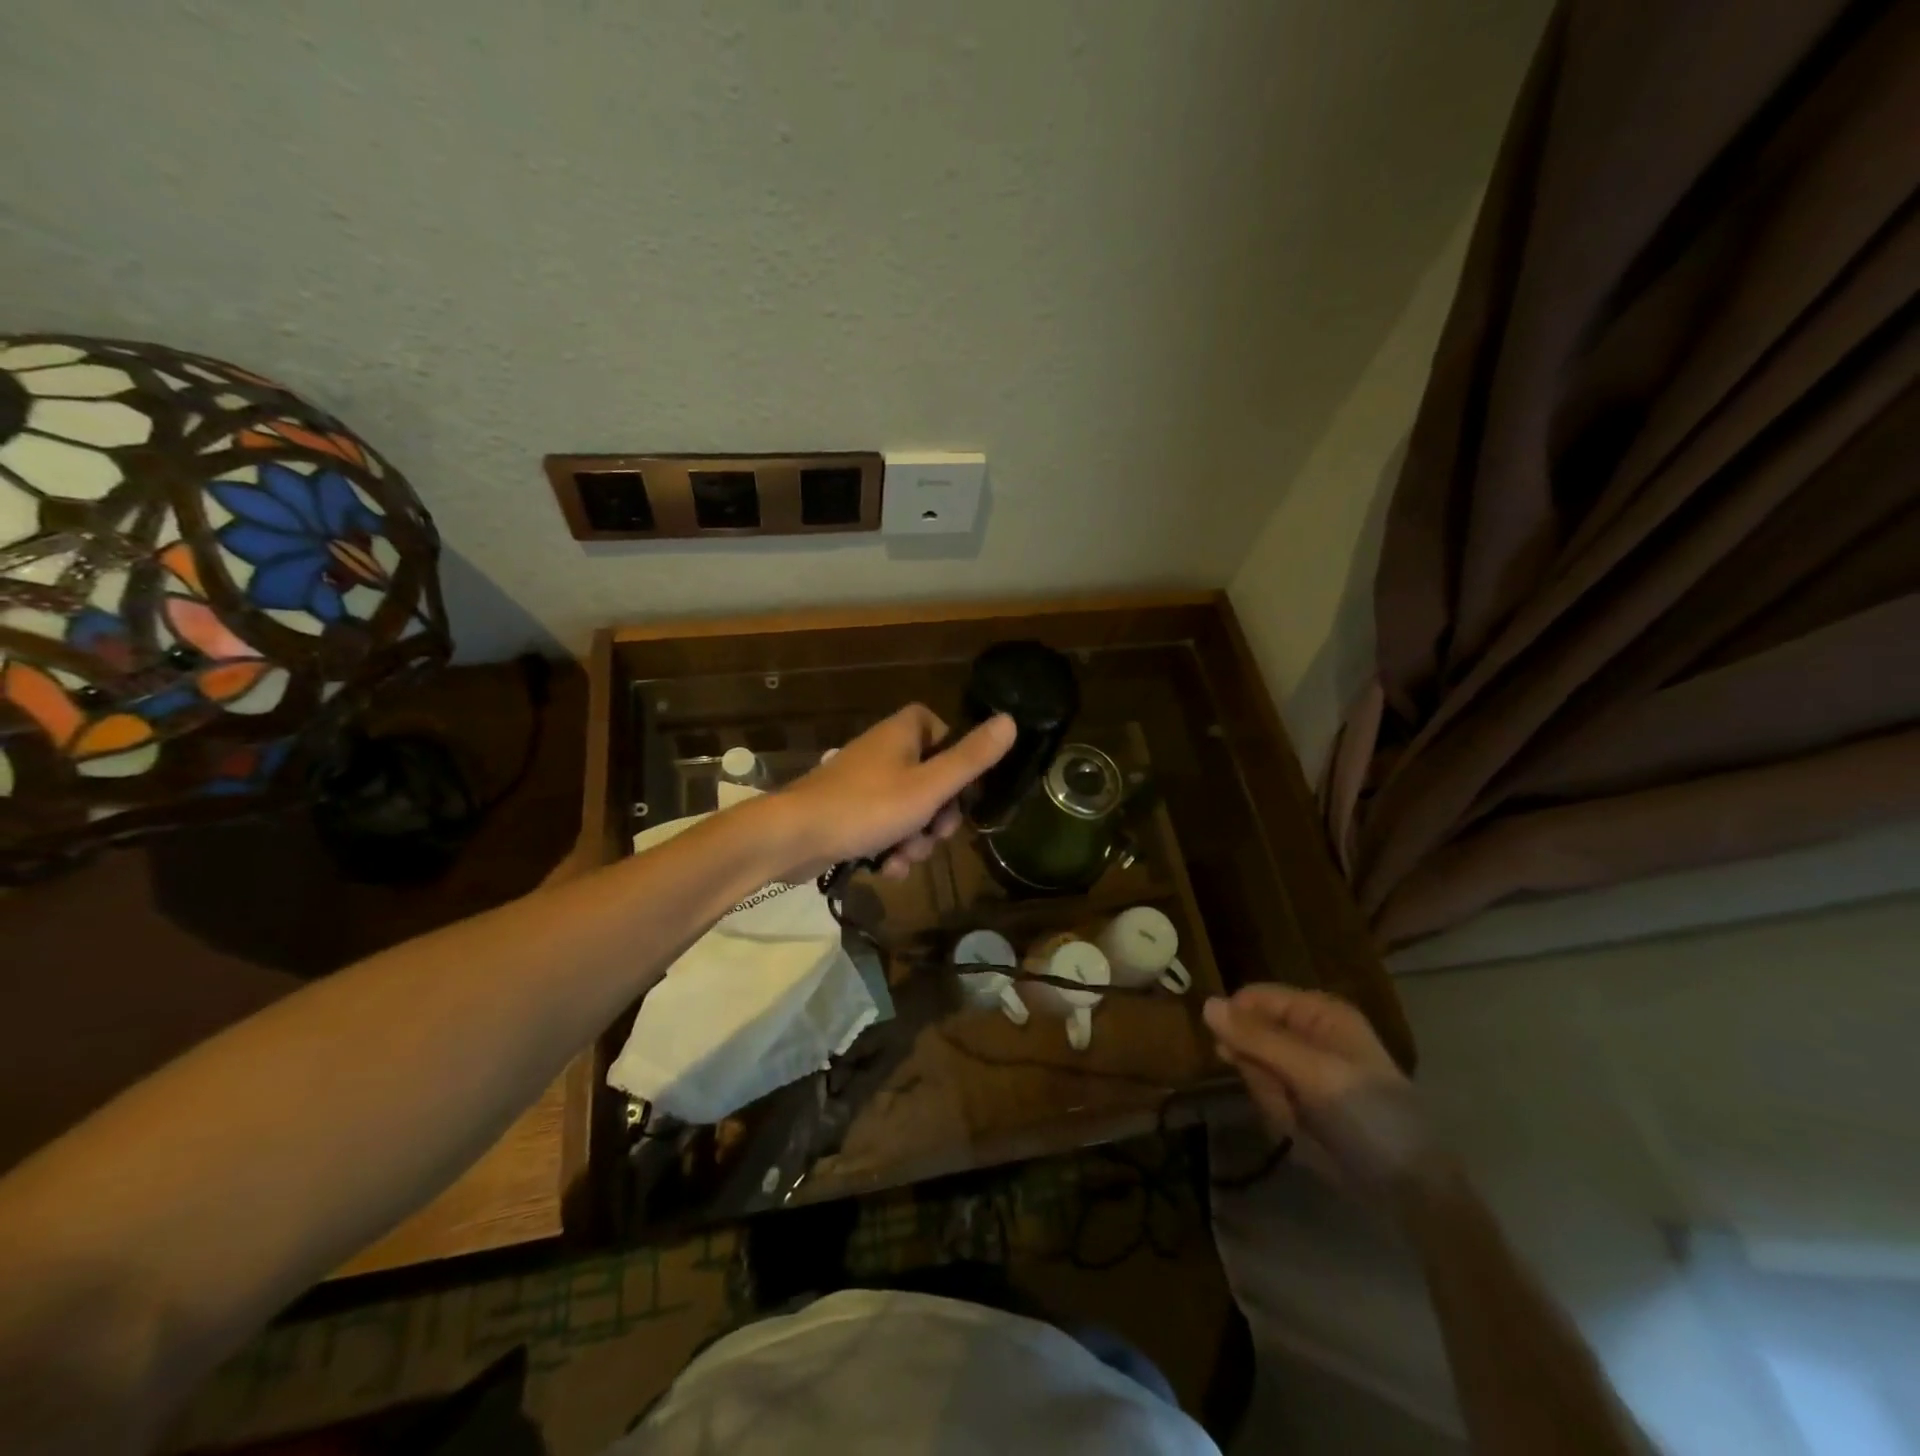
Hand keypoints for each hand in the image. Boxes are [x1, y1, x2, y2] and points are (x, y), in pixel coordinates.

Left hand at [762, 704, 1016, 882]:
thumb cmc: (867, 806)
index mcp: (902, 733)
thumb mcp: (930, 786)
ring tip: (903, 858)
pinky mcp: (847, 811)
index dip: (956, 760)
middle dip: (937, 815)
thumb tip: (1011, 720)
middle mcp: (883, 751)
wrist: (793, 837)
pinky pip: (883, 826)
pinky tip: (886, 869)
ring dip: (915, 838)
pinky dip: (889, 847)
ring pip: (908, 808)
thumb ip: (971, 758)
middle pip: (930, 777)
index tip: (961, 789)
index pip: (942, 730)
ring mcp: (862, 782)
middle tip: (935, 835)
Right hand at [1204, 984, 1444, 1198]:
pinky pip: (1266, 1095)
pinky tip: (1301, 1130)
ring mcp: (1304, 1068)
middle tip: (1282, 1093)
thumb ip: (1257, 1038)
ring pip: (1253, 1068)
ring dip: (1269, 1096)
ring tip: (1298, 1117)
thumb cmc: (1366, 1116)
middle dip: (1259, 1069)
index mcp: (1318, 1012)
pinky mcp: (1302, 1100)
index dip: (1237, 1022)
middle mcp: (1309, 1033)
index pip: (1254, 998)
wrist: (1408, 1189)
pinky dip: (1277, 1114)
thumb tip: (1205, 1004)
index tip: (1228, 1054)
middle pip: (1249, 1034)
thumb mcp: (1311, 1072)